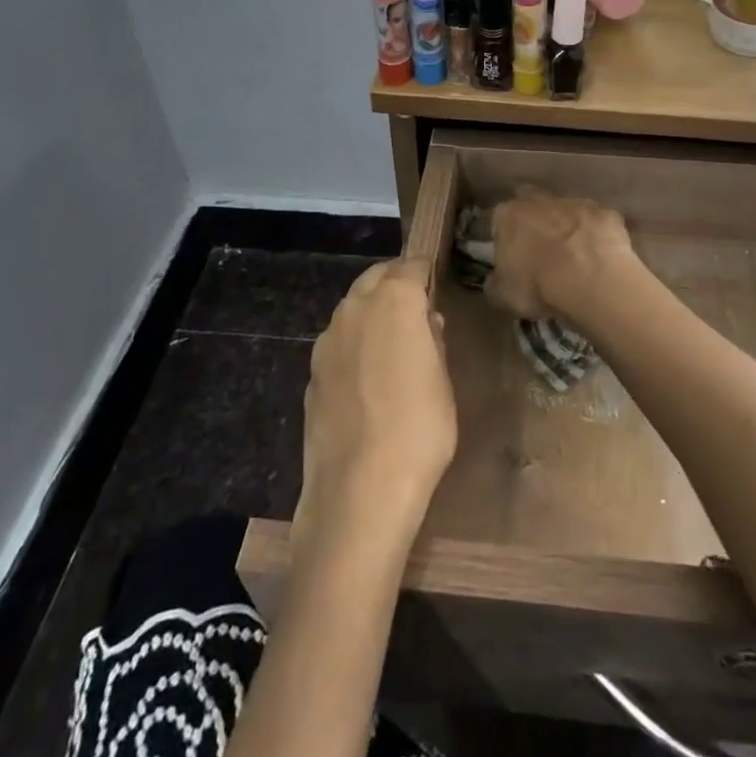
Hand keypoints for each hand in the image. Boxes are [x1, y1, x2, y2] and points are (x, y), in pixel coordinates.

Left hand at [294, 259, 456, 556]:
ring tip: (392, 339)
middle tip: (416, 304)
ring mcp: (327, 340)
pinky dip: (354, 343)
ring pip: (352, 307)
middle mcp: (355, 309)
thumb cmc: (419, 429)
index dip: (425, 272)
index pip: (411, 266)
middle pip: (375, 278)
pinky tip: (366, 375)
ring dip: (371, 310)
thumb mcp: (443, 382)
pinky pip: (338, 342)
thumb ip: (433, 341)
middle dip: (395, 282)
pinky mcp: (312, 373)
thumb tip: (426, 322)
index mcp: (394, 301)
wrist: (359, 490)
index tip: (436, 282)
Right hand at [486, 191, 634, 324]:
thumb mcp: (502, 295)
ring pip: (567, 210)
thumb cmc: (539, 286)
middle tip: (541, 250)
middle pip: (532, 203)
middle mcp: (539, 201)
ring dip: (567, 227)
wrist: (592, 281)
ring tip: (574, 257)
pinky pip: (598, 223)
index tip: (511, 258)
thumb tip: (496, 281)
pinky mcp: (606, 213)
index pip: (498, 220)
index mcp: (508, 216)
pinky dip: (597, 236)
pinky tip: (601, 258)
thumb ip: (495, 283)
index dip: (504, 238)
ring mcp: (576, 203)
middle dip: (534, 221)